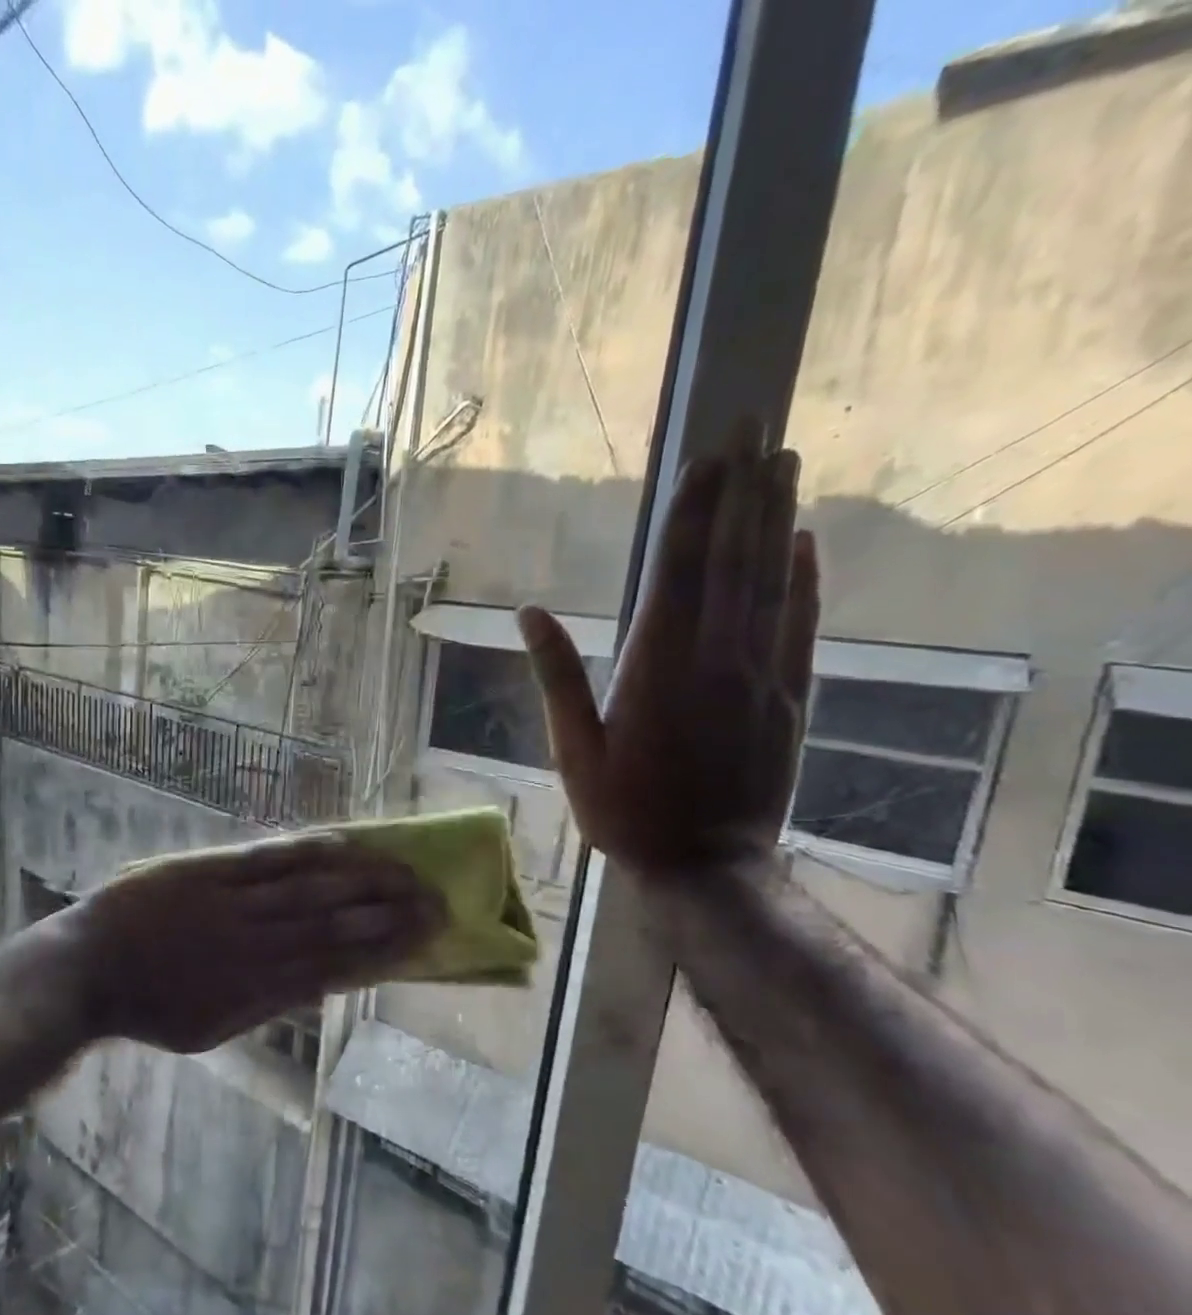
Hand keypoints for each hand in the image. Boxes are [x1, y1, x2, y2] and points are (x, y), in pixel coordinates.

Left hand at [51, 836, 443, 1053]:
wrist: (87, 970)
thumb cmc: (149, 1006)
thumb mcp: (211, 1028)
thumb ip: (266, 1006)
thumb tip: (319, 985)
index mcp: (257, 990)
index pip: (336, 965)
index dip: (383, 949)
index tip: (424, 937)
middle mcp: (254, 945)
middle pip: (332, 924)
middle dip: (387, 912)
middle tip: (434, 899)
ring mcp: (230, 904)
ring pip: (307, 889)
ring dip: (359, 879)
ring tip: (403, 869)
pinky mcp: (206, 871)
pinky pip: (263, 859)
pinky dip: (304, 851)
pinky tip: (339, 843)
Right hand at [520, 423, 818, 877]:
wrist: (707, 866)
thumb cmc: (625, 809)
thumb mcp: (573, 749)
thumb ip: (557, 676)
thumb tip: (528, 613)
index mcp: (657, 668)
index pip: (678, 571)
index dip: (692, 511)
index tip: (705, 457)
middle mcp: (716, 658)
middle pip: (732, 559)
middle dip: (741, 491)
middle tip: (753, 428)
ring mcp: (761, 675)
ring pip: (771, 581)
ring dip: (776, 517)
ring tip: (782, 461)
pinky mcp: (789, 697)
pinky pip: (801, 625)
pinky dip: (805, 578)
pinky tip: (804, 540)